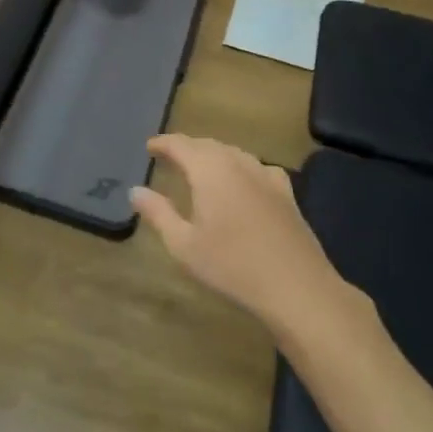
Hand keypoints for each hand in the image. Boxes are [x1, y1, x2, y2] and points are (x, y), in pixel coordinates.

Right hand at [130, 134, 371, 337]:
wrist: (296, 287)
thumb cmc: (232, 266)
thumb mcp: (184, 245)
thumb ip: (158, 213)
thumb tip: (136, 190)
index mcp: (209, 170)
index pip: (181, 145)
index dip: (163, 143)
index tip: (149, 147)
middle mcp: (237, 164)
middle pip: (207, 145)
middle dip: (186, 147)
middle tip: (169, 156)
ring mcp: (265, 176)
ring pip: (233, 153)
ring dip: (212, 155)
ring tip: (199, 167)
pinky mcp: (285, 193)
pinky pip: (256, 167)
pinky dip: (240, 167)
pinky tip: (242, 180)